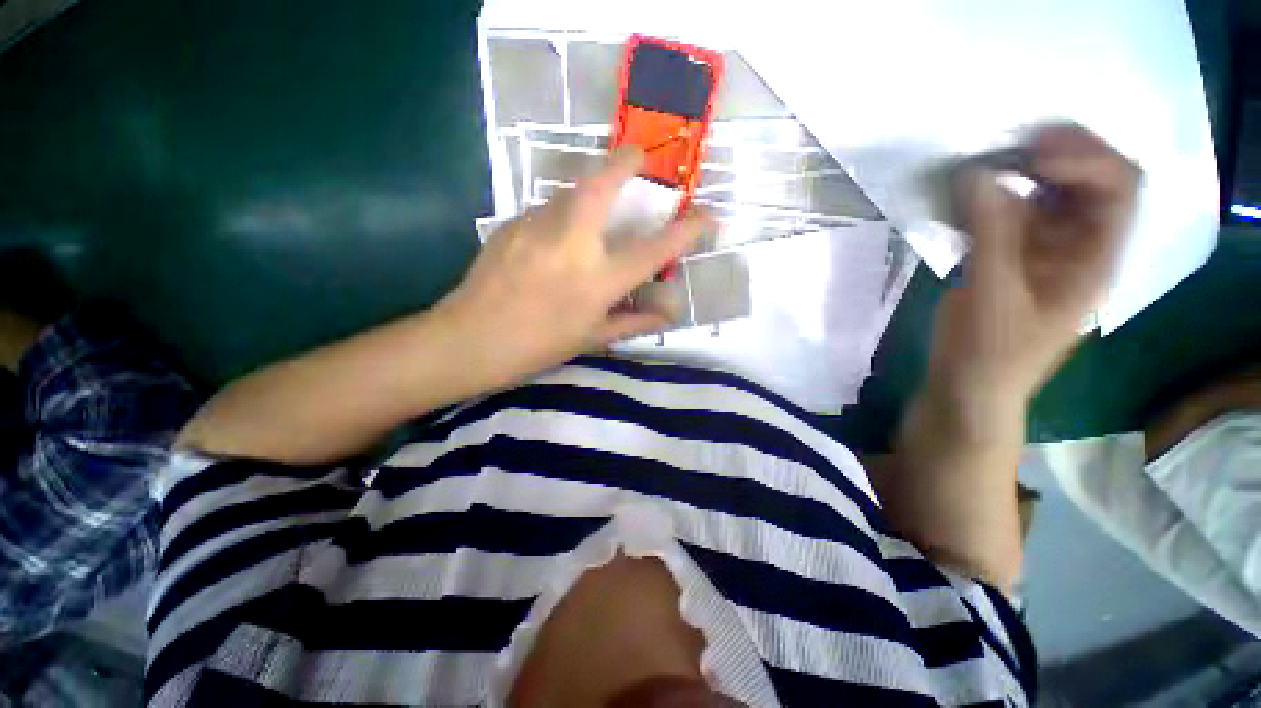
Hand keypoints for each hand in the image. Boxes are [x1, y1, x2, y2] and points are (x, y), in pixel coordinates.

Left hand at [438, 148, 709, 381]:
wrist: (470, 339)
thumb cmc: (538, 346)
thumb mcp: (592, 339)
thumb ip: (634, 322)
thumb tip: (669, 314)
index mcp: (598, 280)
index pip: (654, 249)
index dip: (687, 230)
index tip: (707, 216)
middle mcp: (572, 243)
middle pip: (603, 185)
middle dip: (627, 161)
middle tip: (640, 156)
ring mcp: (537, 227)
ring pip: (572, 191)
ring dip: (592, 189)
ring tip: (598, 208)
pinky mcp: (513, 223)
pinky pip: (548, 208)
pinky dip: (564, 213)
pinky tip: (558, 237)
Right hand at [929, 124, 1140, 406]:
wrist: (967, 385)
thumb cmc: (990, 352)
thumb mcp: (994, 296)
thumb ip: (990, 234)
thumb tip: (977, 174)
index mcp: (1095, 258)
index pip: (1118, 187)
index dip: (1084, 160)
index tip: (1029, 158)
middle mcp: (1078, 245)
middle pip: (1089, 179)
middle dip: (1056, 153)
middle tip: (1008, 146)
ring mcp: (1041, 250)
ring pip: (1045, 193)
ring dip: (1017, 173)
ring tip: (977, 168)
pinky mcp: (1007, 257)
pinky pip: (1006, 214)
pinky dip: (986, 199)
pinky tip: (960, 198)